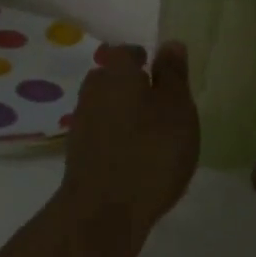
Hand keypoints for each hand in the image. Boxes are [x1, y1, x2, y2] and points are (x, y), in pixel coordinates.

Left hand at [54, 41, 198, 256]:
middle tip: (161, 105)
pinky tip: (136, 158)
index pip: (126, 52)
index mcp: (115, 72)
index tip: (160, 73)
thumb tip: (170, 44)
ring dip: (125, 115)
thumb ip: (173, 75)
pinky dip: (118, 139)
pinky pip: (102, 134)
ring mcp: (81, 123)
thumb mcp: (177, 109)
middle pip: (112, 78)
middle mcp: (92, 90)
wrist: (103, 213)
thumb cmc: (150, 152)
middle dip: (133, 87)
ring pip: (106, 107)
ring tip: (153, 135)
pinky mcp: (78, 154)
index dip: (144, 59)